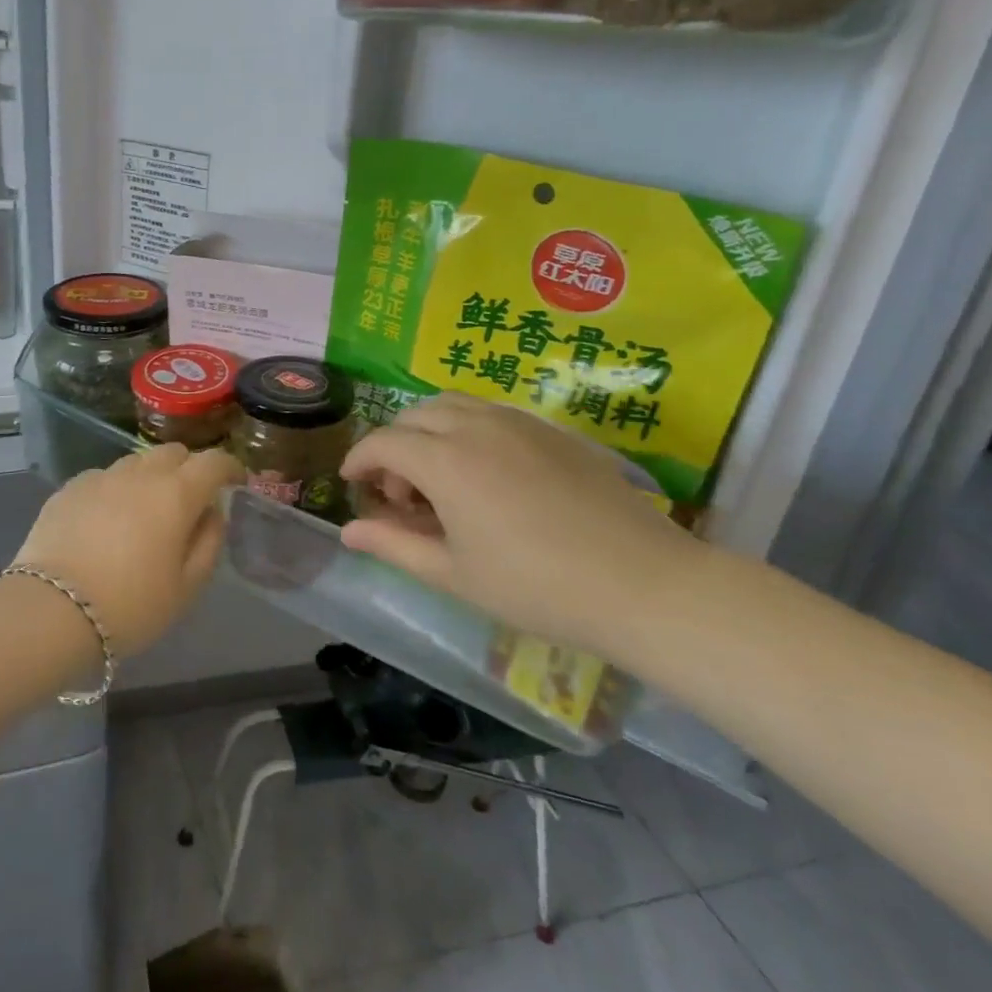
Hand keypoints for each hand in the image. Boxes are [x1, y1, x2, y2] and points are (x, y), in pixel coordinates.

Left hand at [16, 445, 245, 657]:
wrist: (52, 610)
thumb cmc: (131, 606)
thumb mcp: (186, 587)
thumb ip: (208, 542)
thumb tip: (211, 513)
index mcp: (176, 494)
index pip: (213, 462)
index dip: (230, 467)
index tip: (235, 481)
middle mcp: (140, 474)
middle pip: (173, 452)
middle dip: (189, 468)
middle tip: (190, 499)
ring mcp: (101, 477)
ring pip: (137, 462)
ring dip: (151, 477)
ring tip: (146, 510)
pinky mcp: (70, 488)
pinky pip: (104, 478)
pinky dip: (116, 490)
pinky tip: (107, 520)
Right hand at [340, 393, 701, 657]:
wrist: (644, 584)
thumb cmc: (536, 587)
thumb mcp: (453, 574)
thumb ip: (393, 545)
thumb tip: (347, 532)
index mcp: (445, 461)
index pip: (383, 442)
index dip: (359, 459)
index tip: (352, 483)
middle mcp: (476, 426)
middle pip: (414, 415)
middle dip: (394, 447)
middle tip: (403, 495)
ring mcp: (519, 423)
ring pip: (453, 404)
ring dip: (429, 430)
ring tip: (441, 477)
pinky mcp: (554, 431)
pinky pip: (492, 412)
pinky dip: (468, 429)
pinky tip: (487, 475)